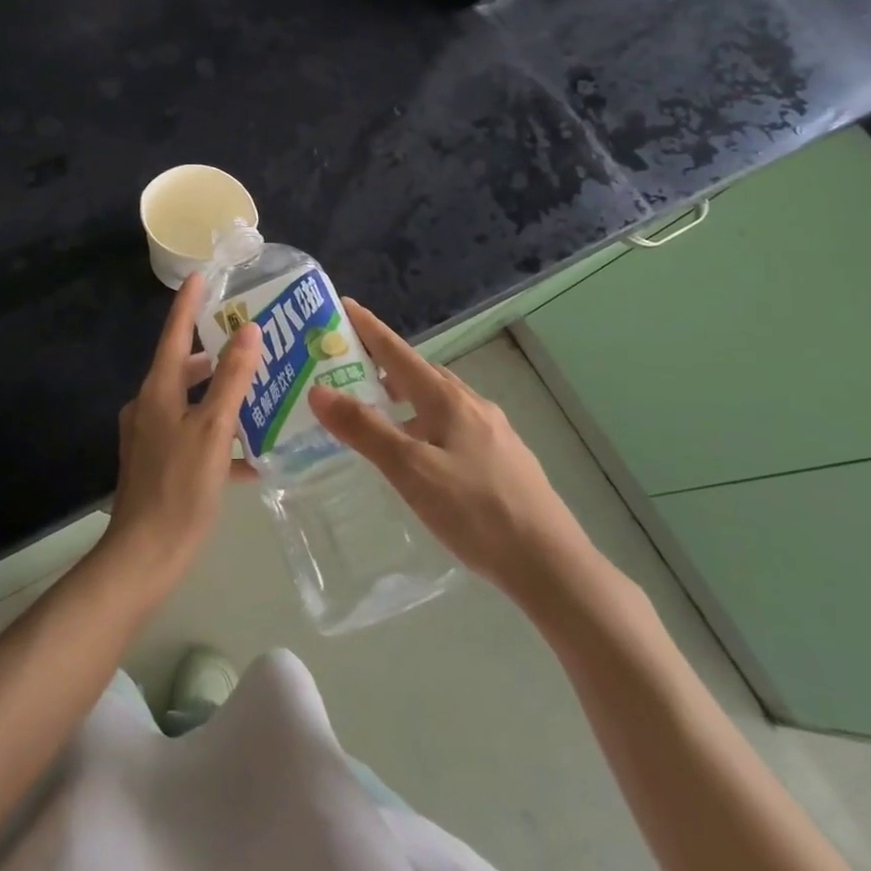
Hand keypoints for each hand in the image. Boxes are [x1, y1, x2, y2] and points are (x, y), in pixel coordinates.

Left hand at [100, 273, 262, 598]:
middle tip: (246, 340)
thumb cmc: (181, 487)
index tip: (200, 275)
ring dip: (219, 397)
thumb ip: (232, 379)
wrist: (145, 556)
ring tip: (256, 393)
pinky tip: (250, 458)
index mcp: (158, 391)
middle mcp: (148, 406)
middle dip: (213, 354)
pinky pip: (192, 438)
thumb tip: (248, 330)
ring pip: (190, 404)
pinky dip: (217, 438)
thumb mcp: (213, 429)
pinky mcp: (158, 464)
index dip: (188, 304)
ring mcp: (150, 437)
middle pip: (183, 369)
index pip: (175, 335)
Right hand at [309, 300, 594, 607]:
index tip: (346, 305)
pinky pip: (455, 424)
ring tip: (380, 411)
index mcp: (448, 400)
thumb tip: (319, 390)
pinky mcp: (505, 459)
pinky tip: (424, 452)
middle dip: (385, 364)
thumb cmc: (475, 511)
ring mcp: (494, 432)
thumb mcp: (411, 470)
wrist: (551, 565)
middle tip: (351, 367)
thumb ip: (365, 429)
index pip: (399, 353)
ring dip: (407, 396)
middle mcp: (472, 405)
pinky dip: (428, 422)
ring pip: (440, 400)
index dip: (370, 329)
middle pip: (421, 373)